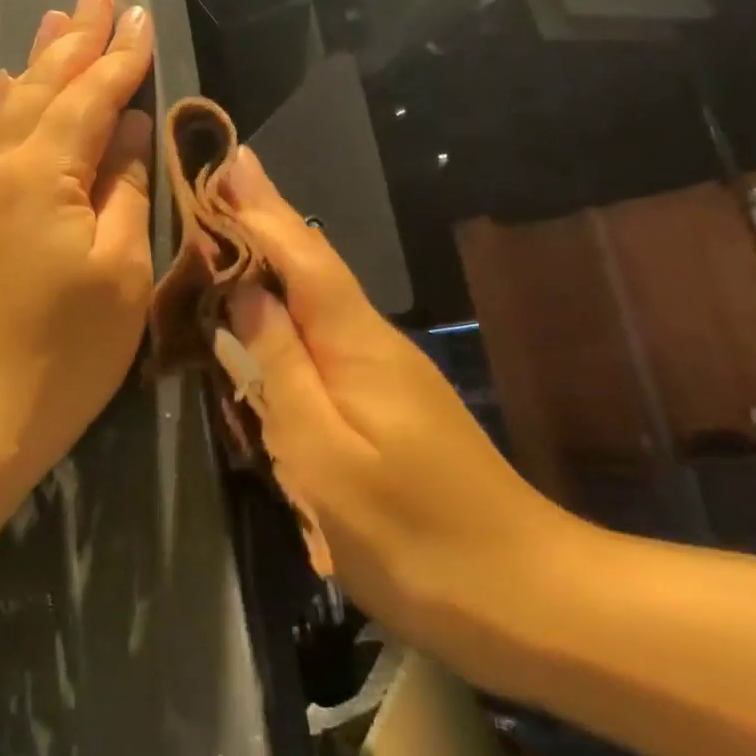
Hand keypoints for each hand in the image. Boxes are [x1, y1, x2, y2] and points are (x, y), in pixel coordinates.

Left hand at [0, 0, 155, 473]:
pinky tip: (8, 85)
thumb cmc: (63, 352)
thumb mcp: (119, 272)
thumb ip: (123, 189)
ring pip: (11, 107)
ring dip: (38, 61)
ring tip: (57, 19)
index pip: (90, 99)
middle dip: (76, 41)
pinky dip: (6, 104)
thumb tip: (128, 127)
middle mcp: (2, 168)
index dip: (121, 59)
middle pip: (43, 88)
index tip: (144, 17)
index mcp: (43, 175)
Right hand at [220, 146, 573, 638]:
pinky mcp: (389, 400)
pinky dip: (292, 301)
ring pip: (320, 297)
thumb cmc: (413, 535)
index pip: (300, 257)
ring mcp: (387, 372)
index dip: (262, 209)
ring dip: (278, 254)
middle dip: (267, 219)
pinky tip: (276, 303)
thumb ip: (281, 370)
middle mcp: (373, 343)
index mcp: (355, 346)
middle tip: (226, 177)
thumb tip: (245, 295)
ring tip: (238, 223)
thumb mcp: (324, 457)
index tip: (231, 159)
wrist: (528, 597)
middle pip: (312, 266)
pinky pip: (326, 332)